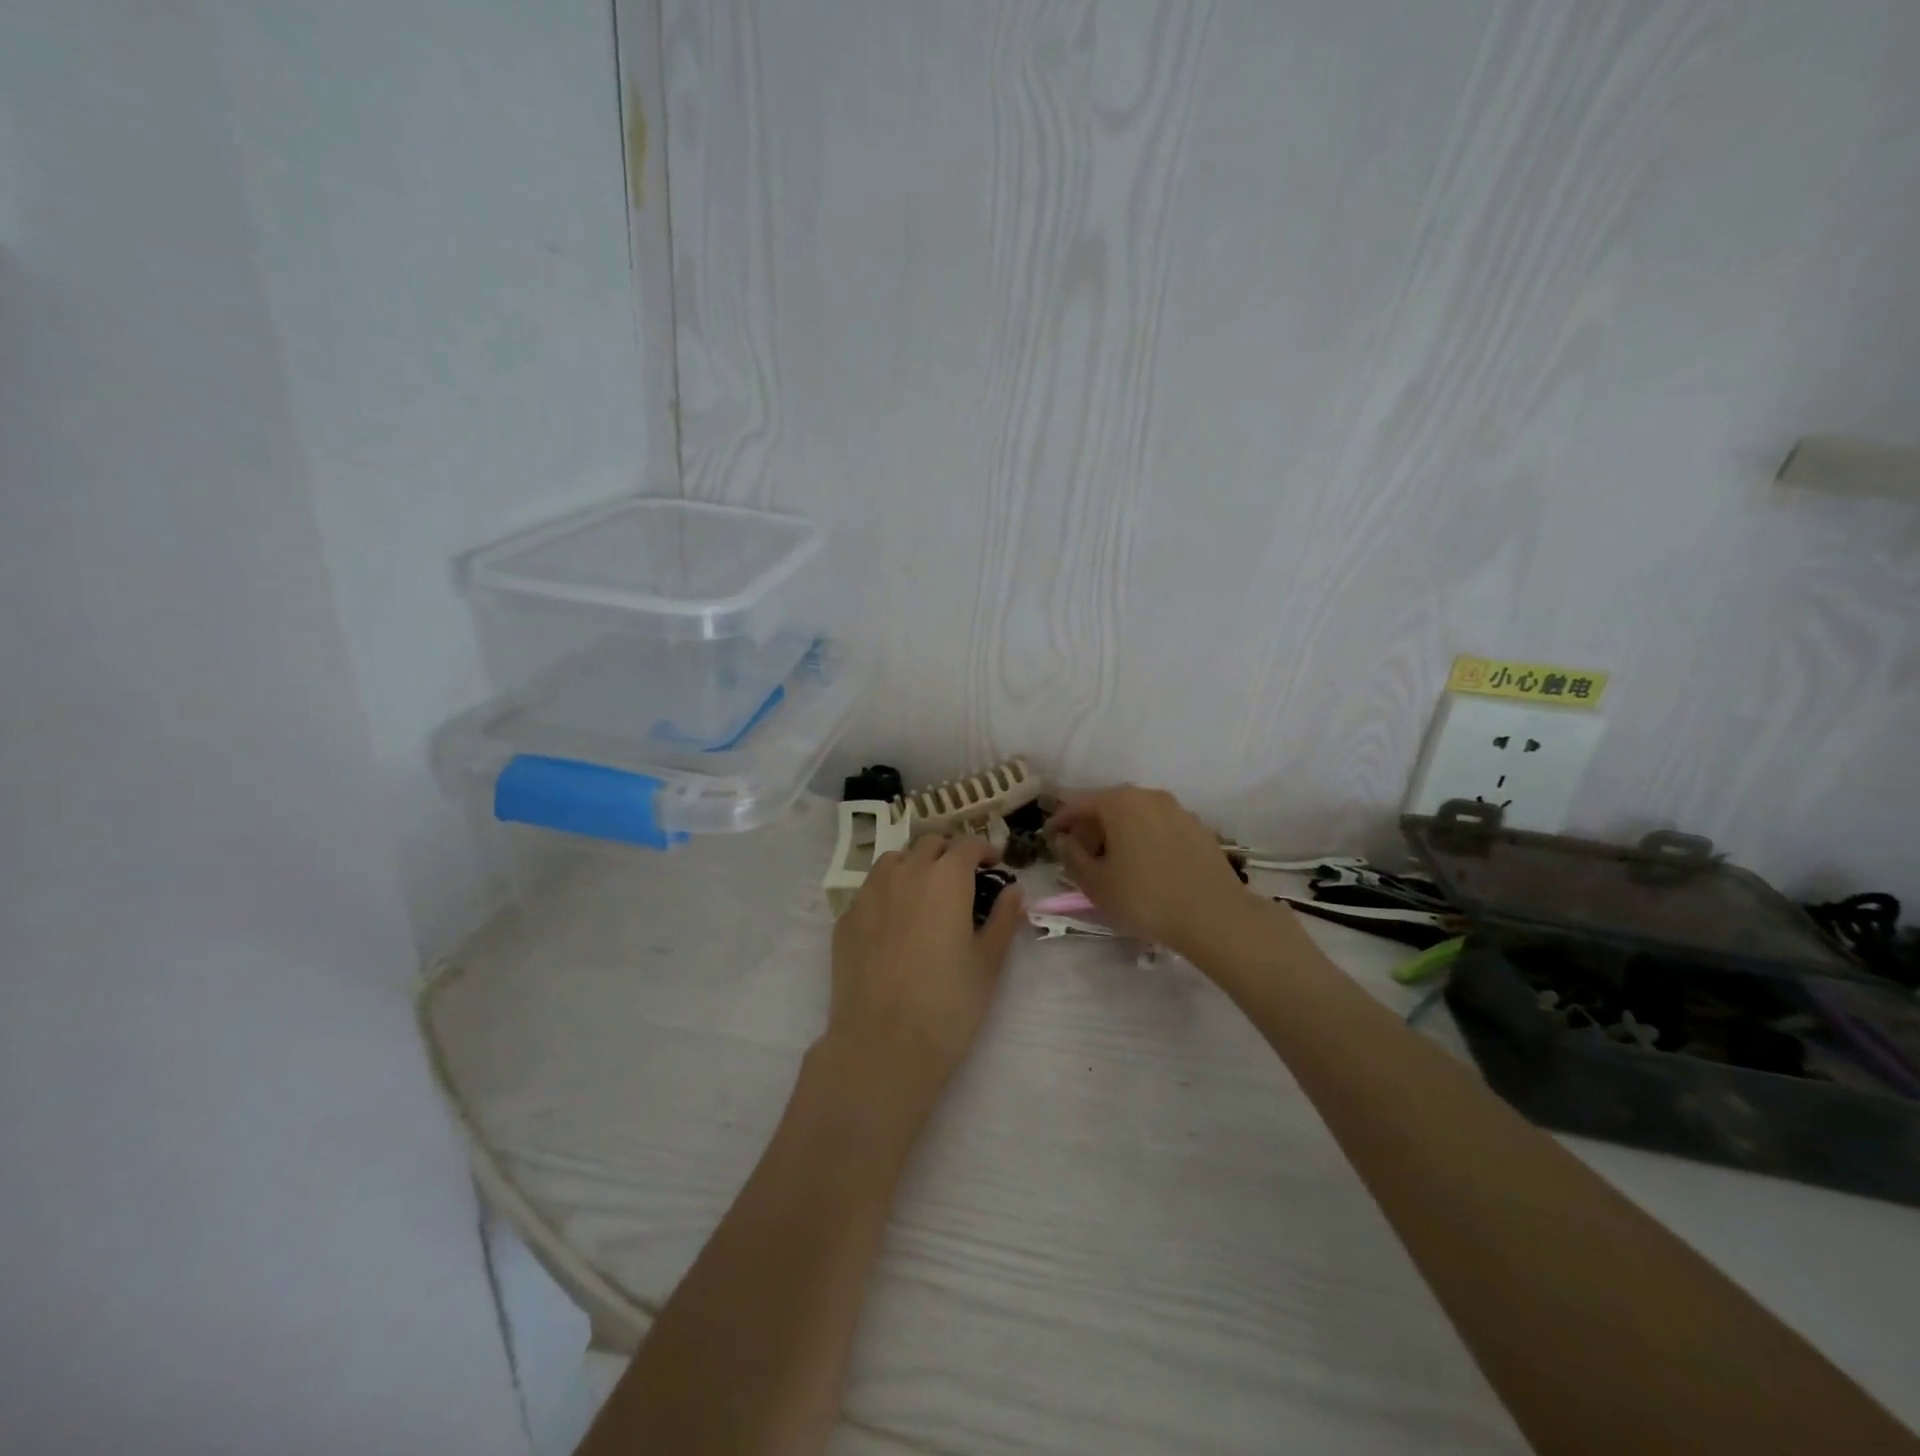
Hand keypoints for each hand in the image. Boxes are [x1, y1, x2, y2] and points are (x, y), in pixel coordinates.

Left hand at [823, 835, 1023, 1105]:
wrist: (882, 1044)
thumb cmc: (948, 1004)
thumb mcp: (988, 962)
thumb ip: (1003, 918)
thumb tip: (1013, 890)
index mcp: (946, 878)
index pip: (968, 845)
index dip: (985, 851)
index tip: (995, 865)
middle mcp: (905, 873)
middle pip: (929, 845)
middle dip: (949, 854)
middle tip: (962, 879)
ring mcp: (869, 893)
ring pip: (894, 860)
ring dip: (914, 865)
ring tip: (924, 893)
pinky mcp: (846, 919)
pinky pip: (869, 891)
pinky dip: (887, 893)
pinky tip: (893, 922)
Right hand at [1046, 785, 1254, 958]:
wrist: (1214, 916)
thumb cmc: (1144, 898)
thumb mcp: (1095, 884)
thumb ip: (1072, 857)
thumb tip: (1065, 840)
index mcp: (1119, 802)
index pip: (1077, 804)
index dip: (1059, 821)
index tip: (1048, 838)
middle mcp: (1149, 796)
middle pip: (1108, 805)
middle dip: (1090, 827)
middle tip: (1079, 854)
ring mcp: (1178, 810)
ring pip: (1136, 815)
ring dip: (1118, 833)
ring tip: (1111, 862)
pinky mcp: (1198, 828)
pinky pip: (1159, 827)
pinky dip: (1143, 839)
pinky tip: (1144, 867)